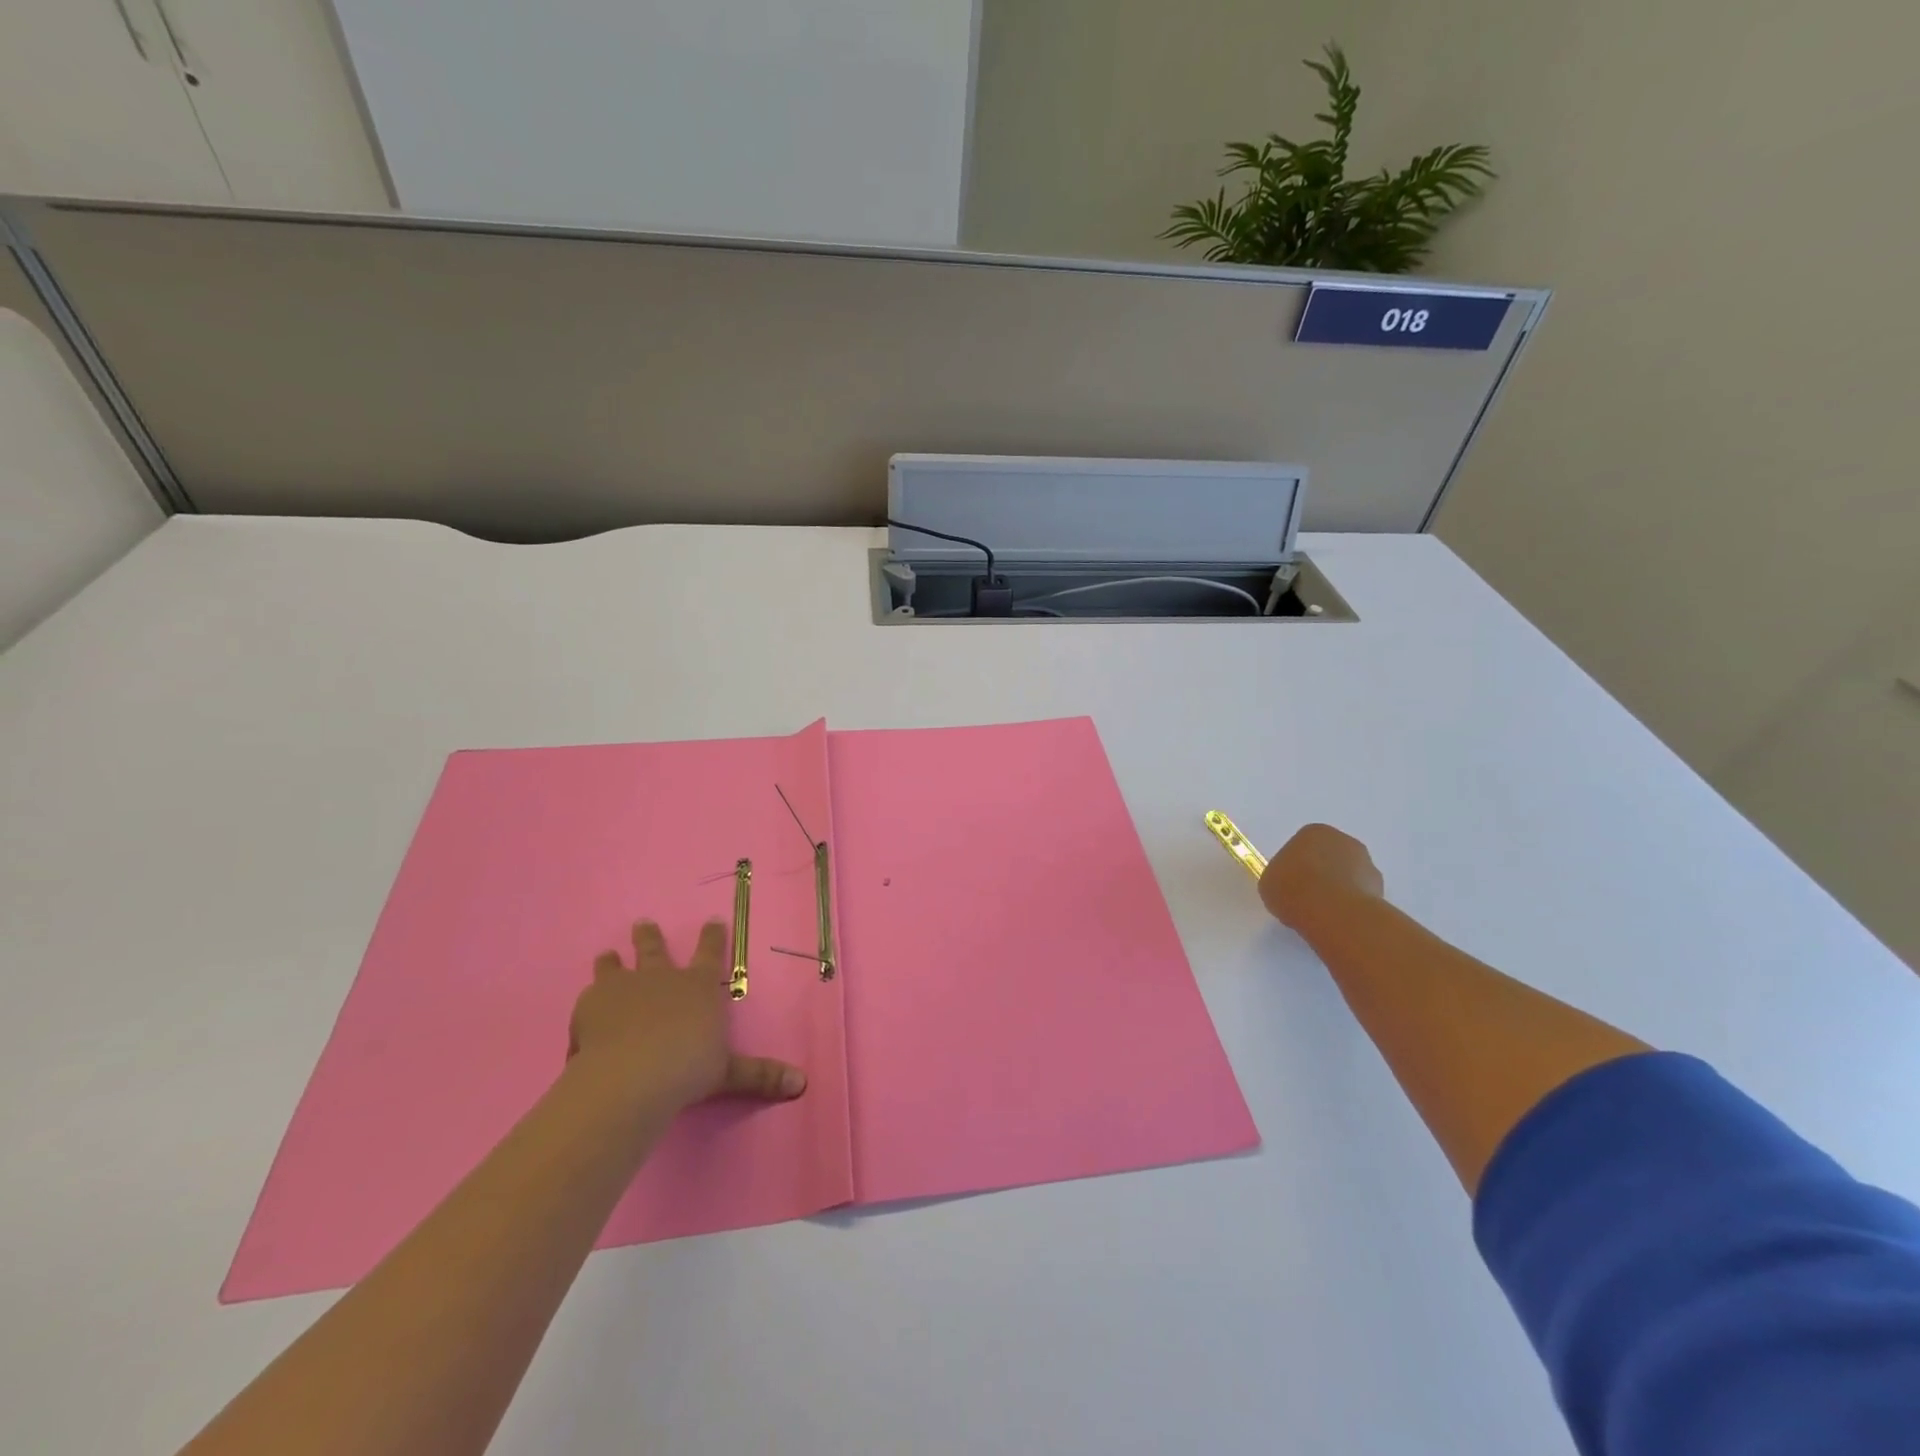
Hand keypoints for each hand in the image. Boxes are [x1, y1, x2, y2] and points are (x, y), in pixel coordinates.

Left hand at [568, 920, 806, 1113]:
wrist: (630, 1076)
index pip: (710, 953)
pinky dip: (589, 1006)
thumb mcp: (728, 1074)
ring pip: (615, 966)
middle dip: (649, 936)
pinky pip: (589, 999)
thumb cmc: (687, 1070)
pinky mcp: (591, 1004)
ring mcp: (624, 987)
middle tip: (643, 923)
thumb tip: (801, 1084)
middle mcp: (662, 978)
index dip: (713, 936)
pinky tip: (584, 1016)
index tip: (713, 920)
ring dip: (612, 961)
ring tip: (606, 955)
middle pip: (654, 949)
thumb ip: (759, 1076)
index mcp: (699, 987)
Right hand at [1259, 823, 1385, 931]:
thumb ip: (1280, 877)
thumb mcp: (1269, 882)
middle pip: (1330, 857)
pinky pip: (1361, 896)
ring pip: (1349, 876)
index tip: (1289, 884)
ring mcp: (1367, 864)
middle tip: (1306, 898)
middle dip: (1322, 874)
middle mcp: (1344, 841)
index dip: (1296, 866)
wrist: (1331, 912)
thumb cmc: (1292, 888)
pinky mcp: (1381, 889)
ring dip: (1339, 890)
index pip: (1303, 845)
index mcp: (1314, 832)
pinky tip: (1339, 921)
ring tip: (1323, 914)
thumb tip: (1291, 885)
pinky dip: (1352, 906)